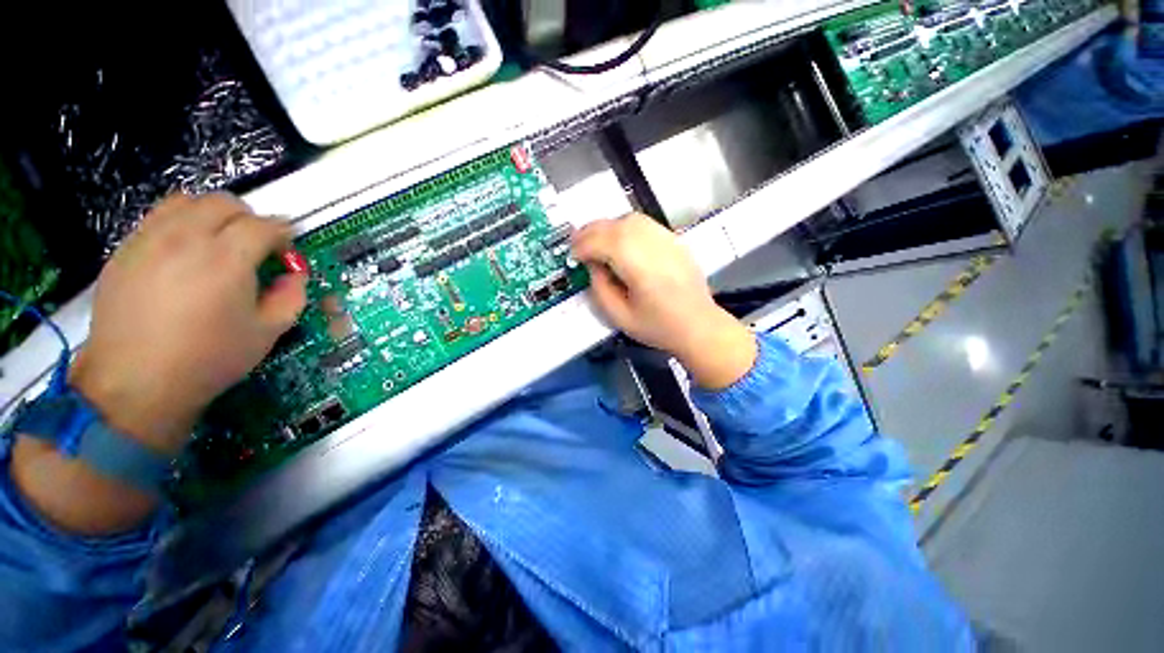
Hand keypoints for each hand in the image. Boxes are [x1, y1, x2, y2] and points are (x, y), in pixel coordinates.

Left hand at [71, 193, 307, 451]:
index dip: (284, 235)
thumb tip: (295, 275)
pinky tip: (184, 254)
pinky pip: (157, 218)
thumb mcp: (269, 332)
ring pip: (187, 201)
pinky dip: (180, 224)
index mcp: (227, 259)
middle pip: (225, 203)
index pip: (265, 225)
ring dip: (212, 215)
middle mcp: (186, 238)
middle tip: (256, 245)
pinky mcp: (124, 250)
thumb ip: (292, 296)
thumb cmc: (209, 359)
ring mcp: (149, 240)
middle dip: (250, 218)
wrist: (136, 382)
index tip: (287, 252)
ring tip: (218, 242)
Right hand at [571, 214, 756, 389]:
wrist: (699, 326)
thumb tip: (592, 265)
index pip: (604, 242)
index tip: (573, 256)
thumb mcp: (620, 317)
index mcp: (640, 267)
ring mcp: (667, 239)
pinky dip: (624, 227)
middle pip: (615, 225)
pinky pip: (644, 224)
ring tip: (595, 241)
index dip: (583, 246)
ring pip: (629, 219)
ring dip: (607, 227)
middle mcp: (654, 246)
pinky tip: (619, 241)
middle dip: (590, 232)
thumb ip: (600, 289)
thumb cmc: (659, 327)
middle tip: (577, 245)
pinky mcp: (674, 240)